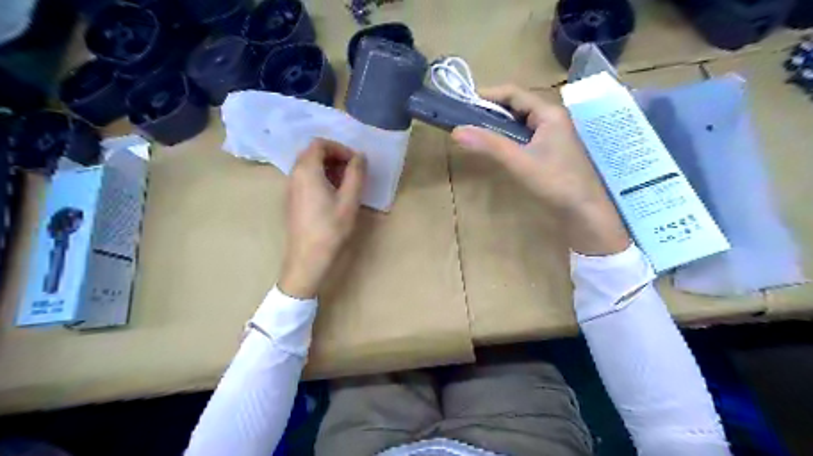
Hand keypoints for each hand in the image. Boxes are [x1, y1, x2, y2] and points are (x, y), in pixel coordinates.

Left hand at [280, 137, 369, 298]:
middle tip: (352, 171)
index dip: (340, 148)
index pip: (320, 144)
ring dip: (328, 167)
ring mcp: (291, 188)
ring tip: (346, 183)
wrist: (308, 258)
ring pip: (308, 166)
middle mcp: (294, 174)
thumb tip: (360, 157)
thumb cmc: (330, 228)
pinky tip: (333, 195)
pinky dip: (320, 177)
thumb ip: (356, 174)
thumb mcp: (349, 200)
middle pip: (312, 152)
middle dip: (334, 156)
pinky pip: (305, 178)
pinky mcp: (292, 200)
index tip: (355, 162)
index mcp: (306, 170)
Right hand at [452, 85, 626, 256]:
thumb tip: (456, 131)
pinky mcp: (550, 150)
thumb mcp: (519, 162)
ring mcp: (553, 135)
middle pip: (517, 106)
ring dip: (499, 124)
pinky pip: (525, 136)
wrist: (584, 211)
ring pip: (521, 122)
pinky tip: (496, 145)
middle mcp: (552, 119)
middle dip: (492, 110)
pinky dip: (508, 137)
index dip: (488, 95)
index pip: (514, 93)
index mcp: (549, 113)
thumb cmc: (555, 182)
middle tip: (466, 118)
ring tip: (475, 130)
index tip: (464, 101)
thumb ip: (489, 144)